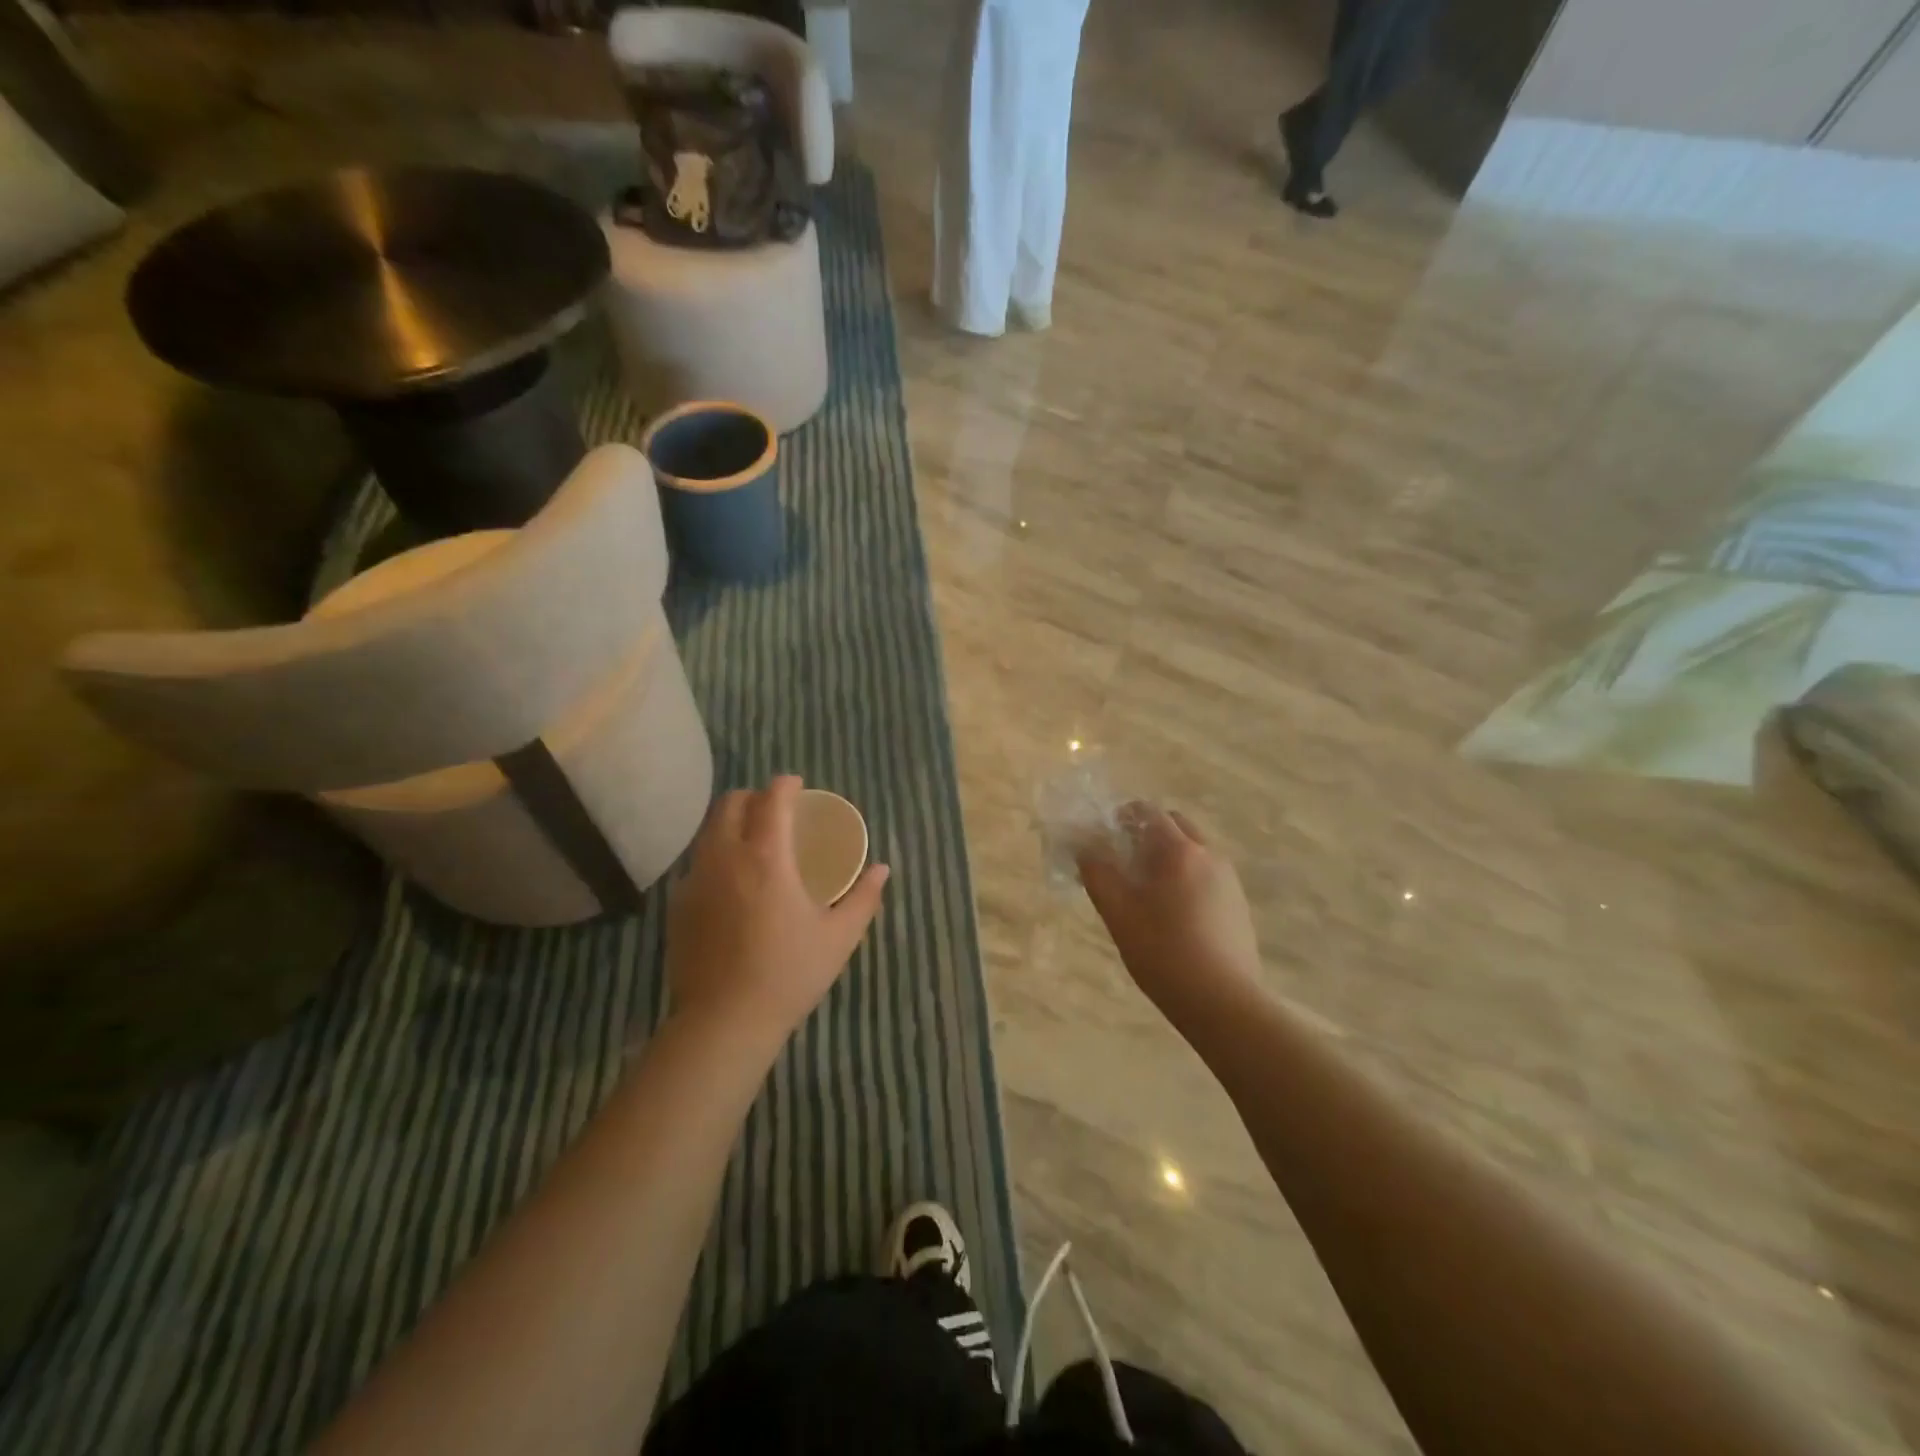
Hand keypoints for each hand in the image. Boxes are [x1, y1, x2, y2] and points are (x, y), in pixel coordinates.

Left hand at [667, 775, 889, 1051]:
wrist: (723, 1022)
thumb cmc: (788, 975)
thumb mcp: (839, 937)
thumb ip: (863, 898)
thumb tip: (881, 870)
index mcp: (766, 858)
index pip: (771, 800)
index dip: (786, 785)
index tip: (798, 786)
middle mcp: (725, 858)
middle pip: (730, 804)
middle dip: (754, 797)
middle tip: (775, 811)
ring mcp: (695, 880)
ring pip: (708, 831)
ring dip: (731, 823)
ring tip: (753, 842)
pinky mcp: (678, 905)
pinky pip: (697, 862)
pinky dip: (716, 855)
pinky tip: (732, 883)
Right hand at [1077, 803, 1260, 1027]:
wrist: (1223, 1002)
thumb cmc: (1163, 952)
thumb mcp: (1118, 912)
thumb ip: (1097, 873)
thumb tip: (1085, 848)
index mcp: (1179, 851)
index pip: (1149, 812)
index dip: (1122, 816)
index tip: (1103, 834)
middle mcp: (1210, 856)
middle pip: (1176, 826)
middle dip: (1148, 833)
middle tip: (1123, 859)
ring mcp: (1229, 881)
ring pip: (1194, 851)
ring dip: (1168, 856)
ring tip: (1146, 890)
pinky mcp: (1238, 906)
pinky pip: (1207, 876)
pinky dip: (1186, 878)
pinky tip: (1172, 914)